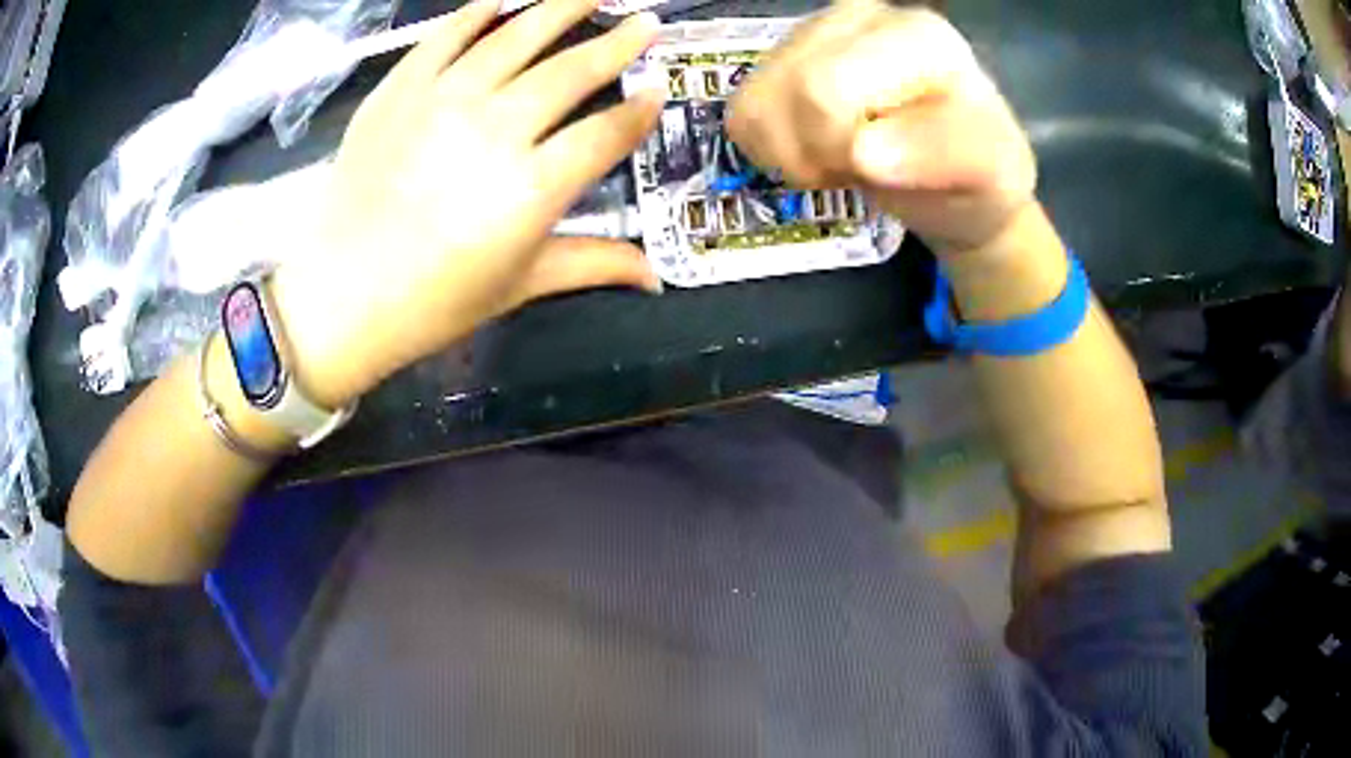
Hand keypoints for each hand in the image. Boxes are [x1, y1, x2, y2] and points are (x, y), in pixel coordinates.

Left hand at [270, 0, 664, 407]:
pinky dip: (477, 13)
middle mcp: (494, 131)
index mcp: (530, 189)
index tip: (659, 87)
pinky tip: (502, 0)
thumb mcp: (517, 287)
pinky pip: (446, 37)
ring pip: (515, 38)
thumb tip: (657, 279)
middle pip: (570, 73)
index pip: (604, 135)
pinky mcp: (399, 90)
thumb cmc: (429, 303)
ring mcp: (442, 101)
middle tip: (646, 19)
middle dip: (617, 43)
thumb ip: (592, 265)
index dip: (639, 110)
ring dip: (561, 8)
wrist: (335, 297)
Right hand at [727, 0, 1035, 256]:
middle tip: (859, 166)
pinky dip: (770, 148)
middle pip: (790, 89)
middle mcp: (859, 16)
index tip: (878, 170)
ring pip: (753, 101)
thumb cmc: (975, 176)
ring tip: (840, 157)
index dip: (839, 148)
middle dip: (818, 151)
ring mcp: (813, 33)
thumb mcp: (988, 174)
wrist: (956, 178)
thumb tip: (865, 153)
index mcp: (916, 34)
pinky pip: (740, 112)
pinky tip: (814, 149)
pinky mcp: (782, 59)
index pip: (830, 87)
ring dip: (791, 153)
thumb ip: (942, 154)